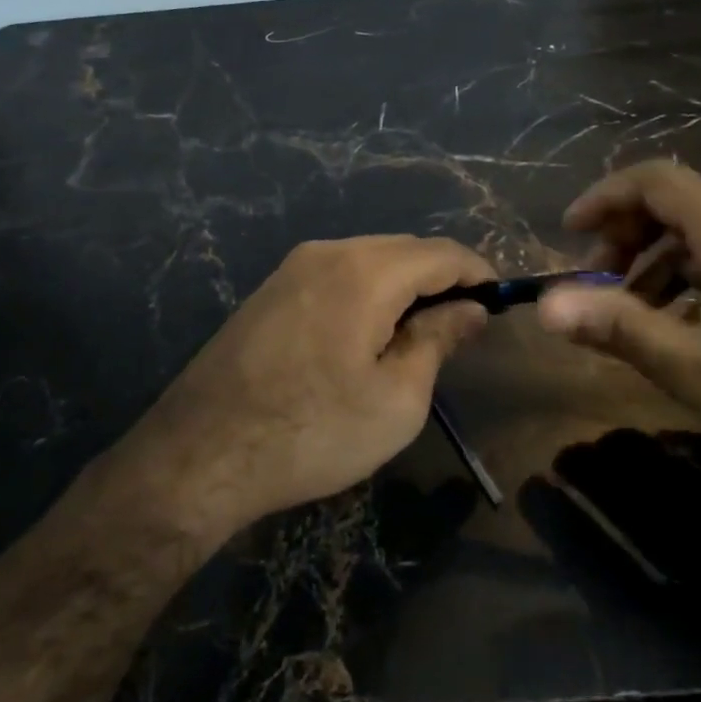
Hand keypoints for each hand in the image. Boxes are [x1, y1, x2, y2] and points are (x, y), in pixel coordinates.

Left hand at [125, 235, 495, 539]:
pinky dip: (367, 290)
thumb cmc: (313, 432)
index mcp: (365, 271)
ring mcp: (292, 267)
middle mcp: (328, 252)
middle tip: (463, 324)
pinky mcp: (270, 288)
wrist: (201, 453)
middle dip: (441, 277)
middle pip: (403, 248)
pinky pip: (336, 273)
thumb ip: (438, 339)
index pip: (440, 252)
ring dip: (403, 284)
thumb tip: (470, 308)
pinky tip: (369, 331)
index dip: (477, 271)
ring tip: (420, 331)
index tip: (499, 300)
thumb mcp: (396, 398)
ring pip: (368, 258)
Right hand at [535, 160, 700, 496]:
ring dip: (656, 263)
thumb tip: (545, 306)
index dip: (604, 197)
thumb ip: (616, 328)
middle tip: (598, 284)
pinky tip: (685, 330)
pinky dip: (691, 280)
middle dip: (626, 235)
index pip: (657, 180)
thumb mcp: (694, 368)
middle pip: (679, 204)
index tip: (569, 234)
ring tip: (634, 315)